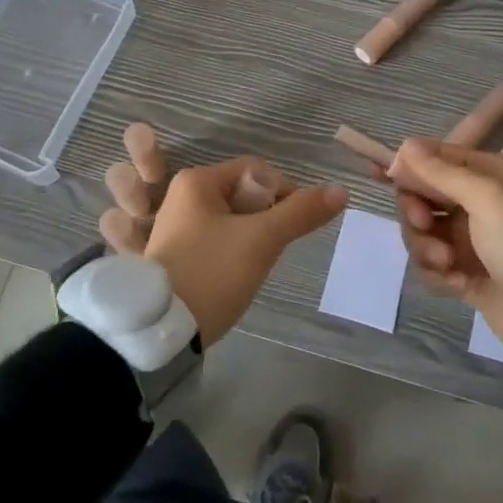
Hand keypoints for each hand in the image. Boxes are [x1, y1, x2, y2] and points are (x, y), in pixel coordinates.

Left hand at [143, 157, 346, 344]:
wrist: (161, 331)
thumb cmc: (211, 273)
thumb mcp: (261, 241)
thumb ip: (300, 213)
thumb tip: (341, 191)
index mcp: (196, 181)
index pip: (255, 170)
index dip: (282, 192)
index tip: (291, 226)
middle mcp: (181, 196)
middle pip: (243, 194)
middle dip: (265, 219)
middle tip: (270, 249)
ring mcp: (174, 226)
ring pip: (231, 219)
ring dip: (250, 237)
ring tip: (252, 265)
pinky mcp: (174, 253)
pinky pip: (215, 239)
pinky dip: (231, 251)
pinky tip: (234, 275)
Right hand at [387, 140, 502, 360]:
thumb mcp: (486, 196)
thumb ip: (440, 171)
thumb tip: (404, 145)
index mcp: (486, 174)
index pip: (434, 157)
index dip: (408, 166)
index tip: (384, 177)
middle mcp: (475, 202)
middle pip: (421, 195)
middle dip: (415, 210)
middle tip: (424, 223)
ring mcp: (468, 240)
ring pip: (421, 232)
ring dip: (425, 246)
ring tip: (447, 264)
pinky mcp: (464, 274)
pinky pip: (430, 265)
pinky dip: (436, 273)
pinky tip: (456, 285)